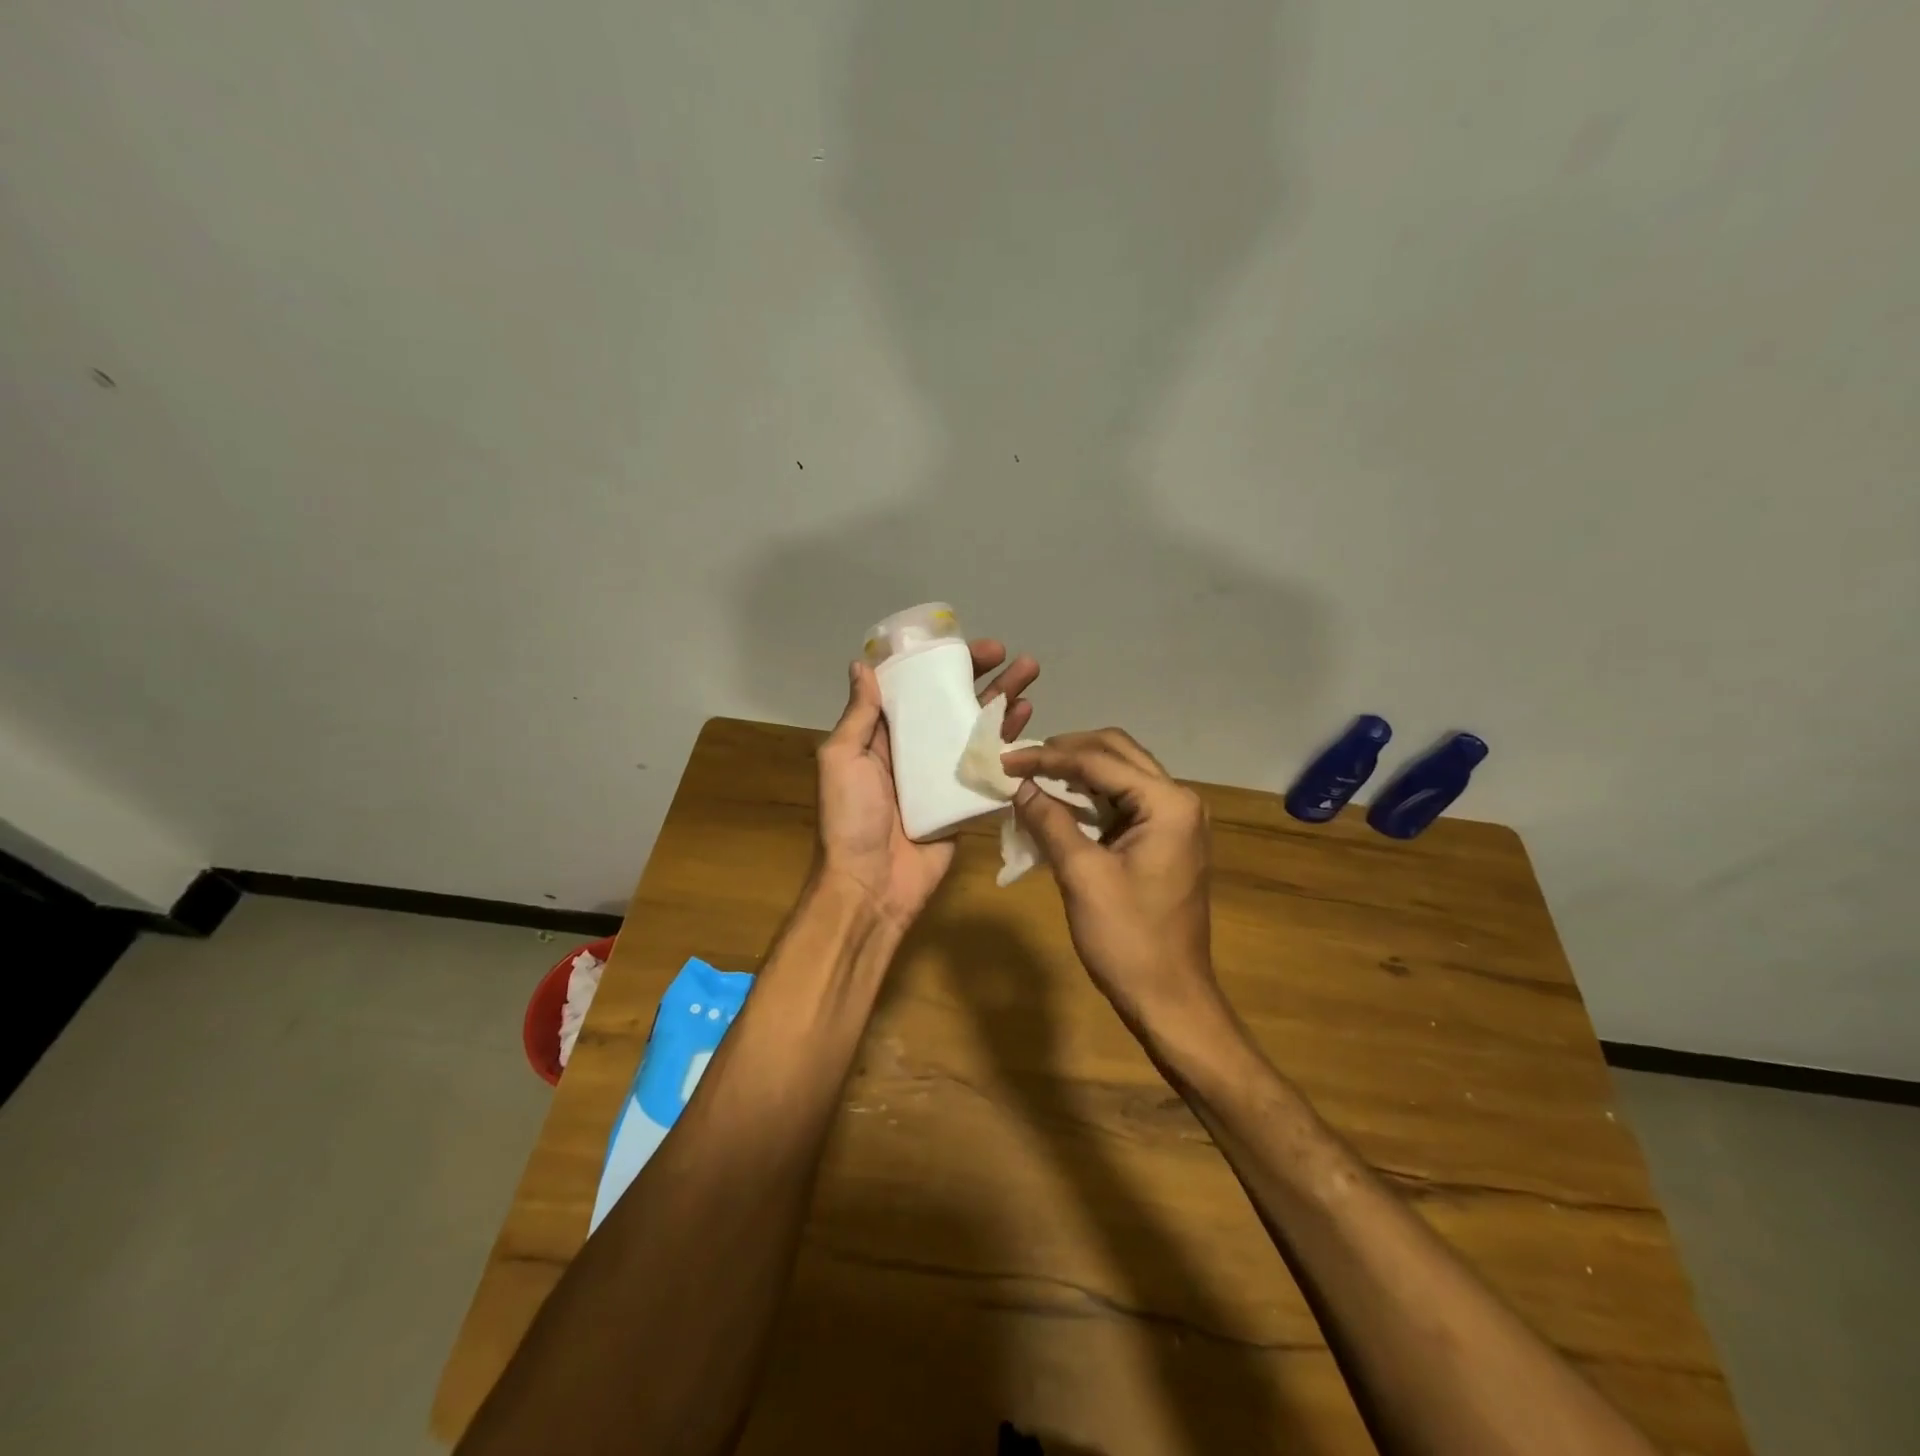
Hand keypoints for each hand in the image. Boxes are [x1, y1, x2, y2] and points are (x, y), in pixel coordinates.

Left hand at [815, 640, 1038, 928]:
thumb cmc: (851, 818)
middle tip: (1011, 655)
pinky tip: (1027, 720)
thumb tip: (862, 665)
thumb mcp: (842, 758)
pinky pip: (989, 767)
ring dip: (1002, 701)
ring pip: (976, 729)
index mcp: (883, 736)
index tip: (965, 644)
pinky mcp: (965, 801)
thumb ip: (859, 715)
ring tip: (1030, 674)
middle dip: (982, 677)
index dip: (939, 663)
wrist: (871, 885)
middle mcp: (916, 750)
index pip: (915, 689)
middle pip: (953, 704)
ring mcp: (943, 776)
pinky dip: (1008, 743)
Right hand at [1001, 730, 1219, 1028]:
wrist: (1170, 998)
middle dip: (1066, 752)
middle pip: (1116, 753)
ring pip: (1121, 774)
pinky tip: (1058, 802)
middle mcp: (1179, 801)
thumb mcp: (1082, 875)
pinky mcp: (1165, 839)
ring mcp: (1175, 820)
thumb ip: (1050, 821)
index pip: (1099, 761)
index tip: (1005, 760)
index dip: (1048, 757)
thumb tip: (1018, 786)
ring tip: (1033, 775)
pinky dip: (1090, 797)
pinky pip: (1124, 801)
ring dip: (1078, 771)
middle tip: (1021, 761)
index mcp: (1168, 804)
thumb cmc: (1128, 939)